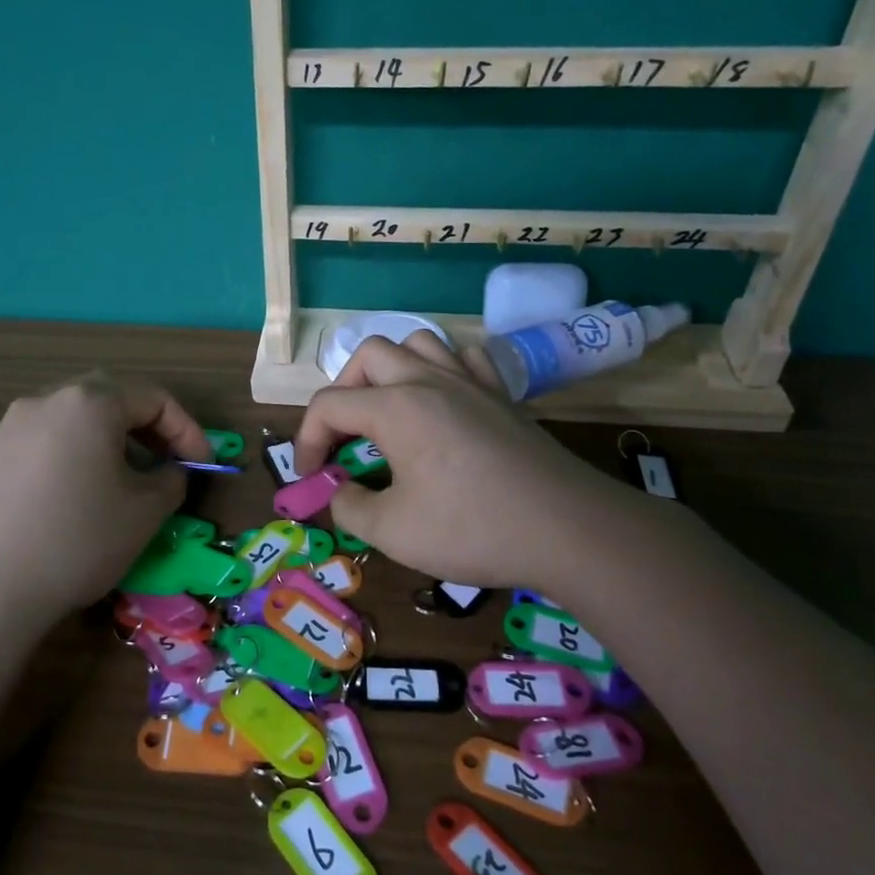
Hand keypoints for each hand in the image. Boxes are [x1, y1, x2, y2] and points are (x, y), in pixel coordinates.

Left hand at [0, 373, 210, 623]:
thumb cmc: (80, 539)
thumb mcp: (146, 511)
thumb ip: (171, 479)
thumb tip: (169, 471)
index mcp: (90, 402)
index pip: (154, 399)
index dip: (187, 430)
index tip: (203, 464)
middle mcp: (48, 399)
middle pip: (112, 397)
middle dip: (148, 427)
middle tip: (167, 461)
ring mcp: (13, 425)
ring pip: (77, 416)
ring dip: (111, 437)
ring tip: (126, 477)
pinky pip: (49, 438)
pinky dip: (77, 451)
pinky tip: (81, 491)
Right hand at [296, 334, 655, 589]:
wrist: (567, 528)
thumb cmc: (473, 528)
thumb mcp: (393, 532)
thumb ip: (349, 506)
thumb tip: (337, 490)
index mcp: (395, 407)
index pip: (329, 405)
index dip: (307, 440)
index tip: (313, 478)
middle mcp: (428, 380)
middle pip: (368, 355)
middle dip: (343, 391)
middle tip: (346, 436)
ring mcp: (470, 381)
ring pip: (417, 342)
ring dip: (390, 369)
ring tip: (389, 410)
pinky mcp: (502, 394)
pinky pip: (465, 356)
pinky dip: (442, 369)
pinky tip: (444, 401)